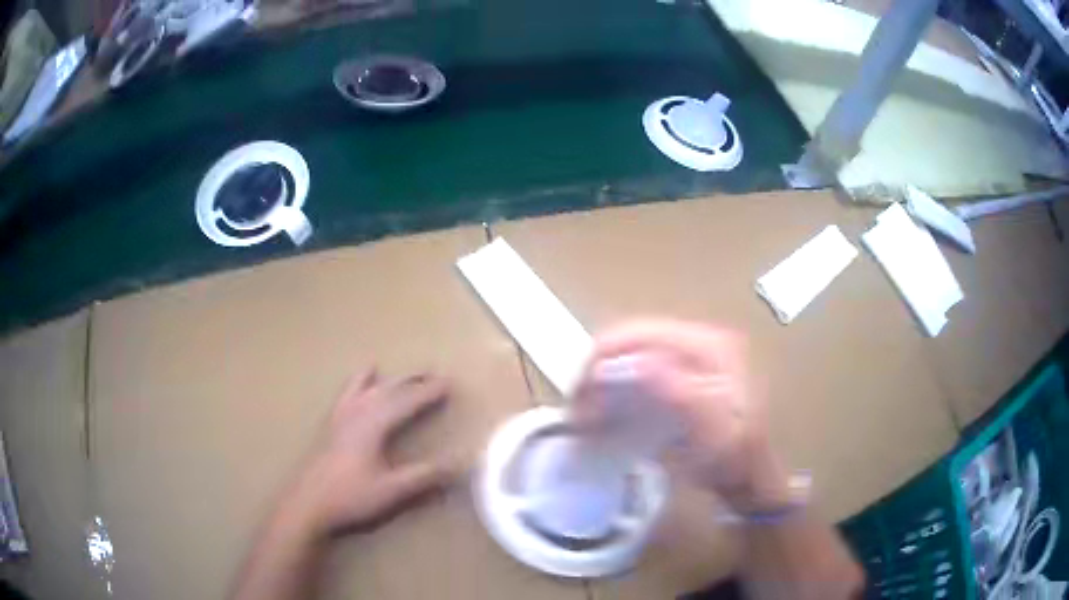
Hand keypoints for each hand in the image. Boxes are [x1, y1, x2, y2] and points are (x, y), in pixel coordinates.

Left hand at [288, 369, 451, 539]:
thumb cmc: (351, 497)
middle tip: (435, 373)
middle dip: (414, 381)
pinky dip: (361, 380)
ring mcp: (341, 416)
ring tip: (408, 373)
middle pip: (389, 390)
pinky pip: (349, 392)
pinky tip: (365, 373)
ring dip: (392, 379)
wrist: (308, 503)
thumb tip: (458, 464)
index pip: (406, 402)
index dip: (429, 393)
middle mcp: (358, 413)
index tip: (450, 383)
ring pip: (370, 388)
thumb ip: (424, 476)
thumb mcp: (392, 490)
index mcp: (374, 425)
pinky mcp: (331, 423)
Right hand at [578, 319, 790, 511]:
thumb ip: (680, 393)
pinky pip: (639, 366)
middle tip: (578, 404)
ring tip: (586, 408)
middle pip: (634, 337)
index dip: (605, 356)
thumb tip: (636, 363)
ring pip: (632, 351)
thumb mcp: (713, 432)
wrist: (749, 475)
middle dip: (599, 366)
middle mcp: (700, 339)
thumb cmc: (733, 458)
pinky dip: (616, 383)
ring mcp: (691, 353)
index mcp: (709, 345)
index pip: (644, 333)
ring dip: (604, 376)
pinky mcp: (682, 370)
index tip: (579, 392)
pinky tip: (606, 406)